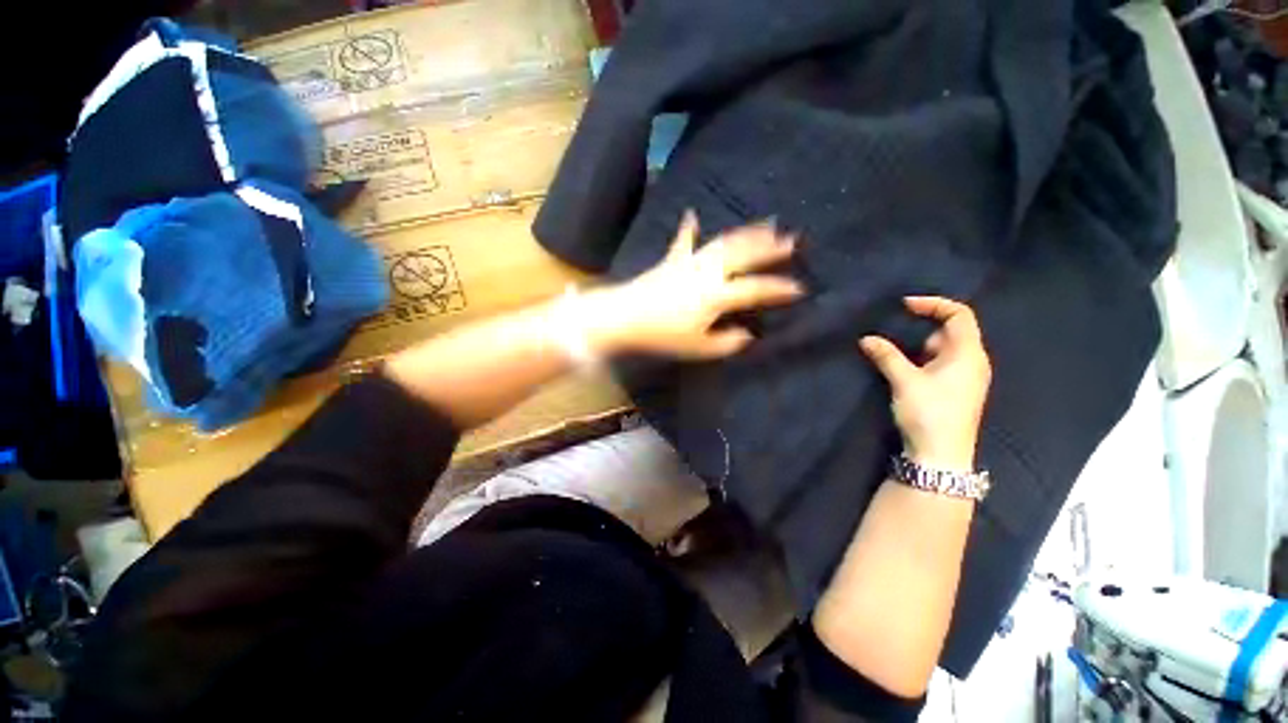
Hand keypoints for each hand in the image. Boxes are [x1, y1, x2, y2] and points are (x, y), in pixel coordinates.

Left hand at [584, 212, 803, 358]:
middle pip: (744, 255)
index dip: (780, 289)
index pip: (756, 289)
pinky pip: (684, 242)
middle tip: (792, 239)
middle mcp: (708, 272)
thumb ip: (727, 342)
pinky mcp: (672, 261)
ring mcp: (690, 262)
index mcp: (716, 295)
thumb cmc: (662, 336)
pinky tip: (692, 214)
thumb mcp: (699, 347)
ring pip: (724, 242)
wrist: (624, 317)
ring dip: (747, 233)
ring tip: (766, 223)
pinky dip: (690, 229)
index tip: (801, 288)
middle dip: (770, 247)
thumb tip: (747, 334)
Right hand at [860, 297, 990, 470]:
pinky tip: (905, 369)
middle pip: (951, 331)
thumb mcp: (905, 381)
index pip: (959, 314)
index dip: (934, 304)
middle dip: (921, 329)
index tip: (904, 306)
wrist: (940, 455)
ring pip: (943, 349)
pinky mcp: (956, 390)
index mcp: (968, 354)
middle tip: (894, 335)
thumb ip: (886, 356)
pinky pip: (941, 364)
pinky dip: (922, 360)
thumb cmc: (929, 413)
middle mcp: (973, 362)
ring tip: (894, 352)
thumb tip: (867, 338)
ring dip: (919, 346)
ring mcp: (966, 378)